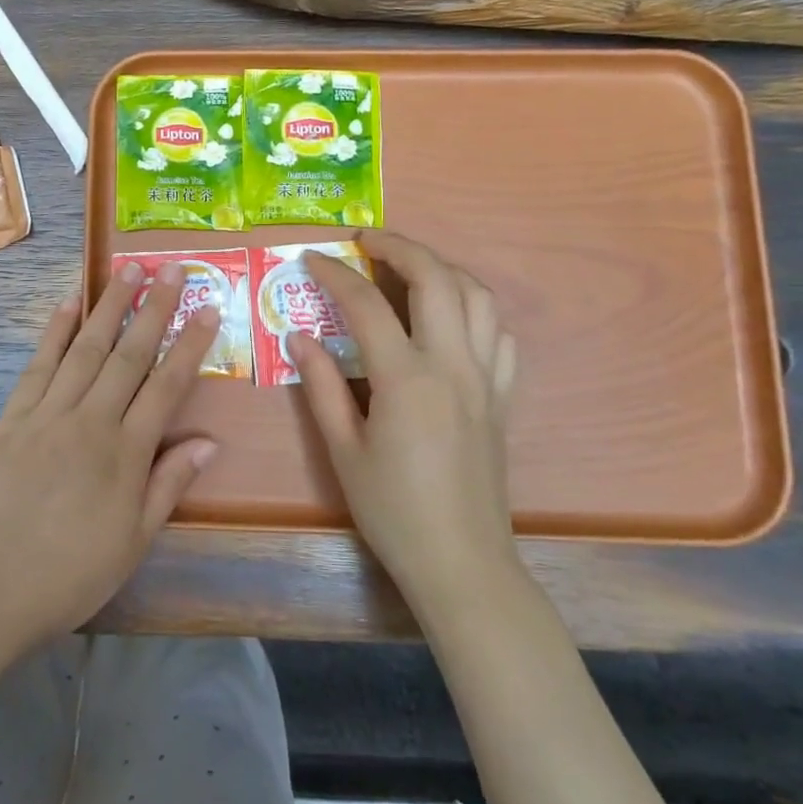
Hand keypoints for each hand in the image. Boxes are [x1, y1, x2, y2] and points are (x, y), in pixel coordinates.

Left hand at [0, 260, 220, 651]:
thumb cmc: (73, 571)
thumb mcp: (135, 539)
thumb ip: (170, 483)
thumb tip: (208, 441)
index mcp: (127, 452)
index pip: (167, 385)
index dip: (190, 344)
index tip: (207, 308)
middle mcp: (91, 420)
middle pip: (129, 354)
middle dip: (153, 308)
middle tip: (170, 268)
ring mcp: (49, 414)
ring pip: (85, 348)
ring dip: (108, 306)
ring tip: (126, 269)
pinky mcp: (13, 417)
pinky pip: (38, 366)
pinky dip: (55, 332)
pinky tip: (68, 304)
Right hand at [294, 231, 520, 620]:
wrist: (461, 563)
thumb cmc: (392, 510)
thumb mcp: (342, 450)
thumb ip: (321, 385)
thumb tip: (299, 336)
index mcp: (406, 379)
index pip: (367, 304)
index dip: (335, 274)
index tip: (311, 260)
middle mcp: (453, 365)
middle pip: (436, 279)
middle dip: (400, 246)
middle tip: (367, 240)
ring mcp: (486, 378)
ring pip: (478, 296)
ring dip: (442, 268)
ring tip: (408, 266)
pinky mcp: (503, 396)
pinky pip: (500, 334)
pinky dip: (475, 308)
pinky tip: (451, 315)